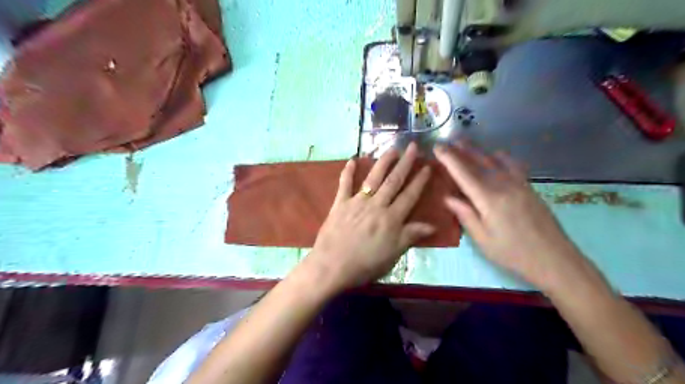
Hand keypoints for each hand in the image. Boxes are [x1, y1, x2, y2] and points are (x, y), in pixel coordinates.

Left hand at [303, 143, 432, 289]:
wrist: (333, 266)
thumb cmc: (365, 264)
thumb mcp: (393, 254)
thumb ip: (411, 236)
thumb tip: (433, 225)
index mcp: (391, 218)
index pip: (410, 195)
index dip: (419, 181)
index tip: (427, 166)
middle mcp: (376, 205)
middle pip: (394, 181)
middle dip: (405, 163)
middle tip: (413, 147)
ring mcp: (357, 202)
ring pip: (373, 178)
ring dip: (383, 162)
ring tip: (392, 148)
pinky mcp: (340, 203)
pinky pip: (344, 184)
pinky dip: (348, 172)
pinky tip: (352, 160)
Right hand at [432, 144, 589, 290]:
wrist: (555, 259)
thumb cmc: (513, 254)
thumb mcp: (483, 240)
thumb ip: (465, 215)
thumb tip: (447, 197)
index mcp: (489, 199)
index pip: (464, 174)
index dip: (449, 159)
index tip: (437, 147)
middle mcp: (504, 185)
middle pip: (478, 162)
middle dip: (461, 150)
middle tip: (447, 140)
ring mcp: (519, 184)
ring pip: (494, 161)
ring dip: (477, 150)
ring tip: (464, 143)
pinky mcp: (529, 187)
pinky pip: (512, 165)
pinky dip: (500, 157)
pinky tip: (495, 155)